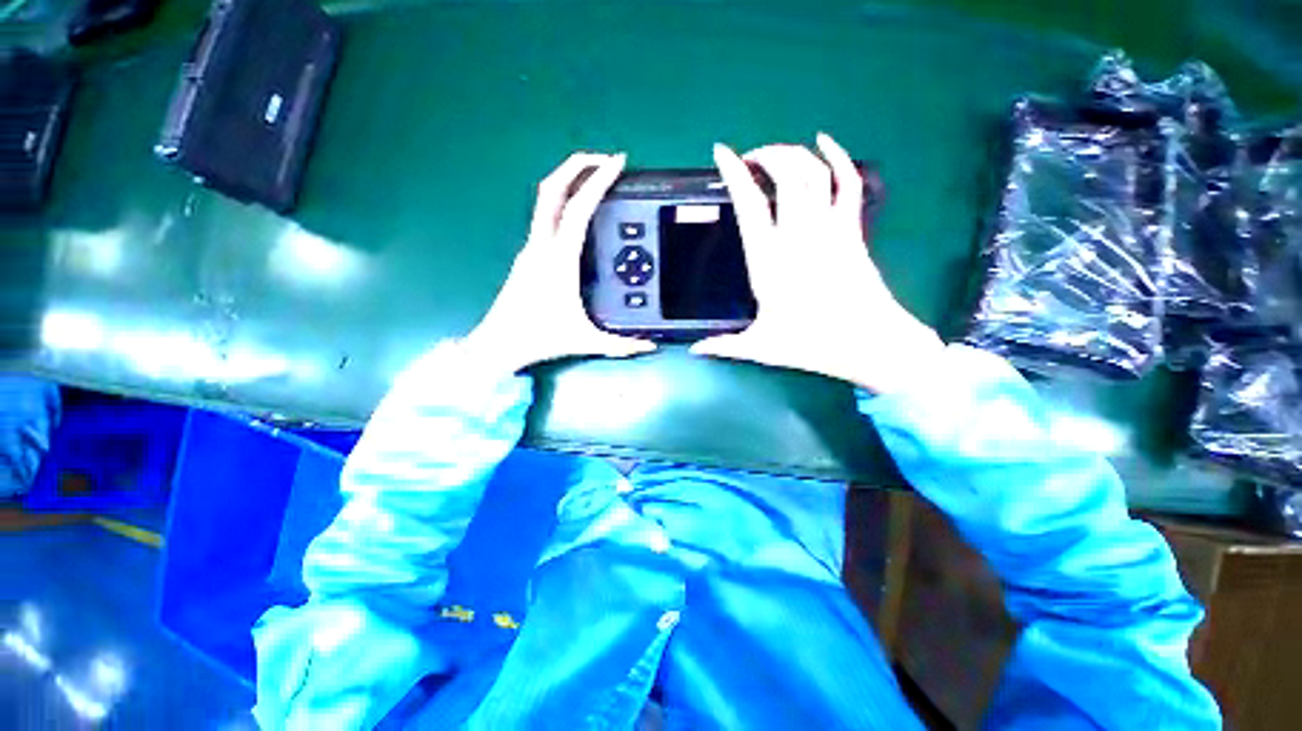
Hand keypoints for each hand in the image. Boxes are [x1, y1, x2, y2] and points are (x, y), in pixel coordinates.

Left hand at [464, 153, 655, 373]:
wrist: (498, 343)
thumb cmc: (541, 338)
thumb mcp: (587, 341)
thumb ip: (622, 345)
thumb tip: (651, 347)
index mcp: (559, 261)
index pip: (579, 209)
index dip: (598, 181)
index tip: (617, 163)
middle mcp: (541, 246)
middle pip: (552, 189)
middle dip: (577, 164)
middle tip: (605, 159)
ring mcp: (531, 248)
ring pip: (546, 200)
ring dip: (569, 181)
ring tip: (596, 179)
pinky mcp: (528, 255)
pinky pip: (546, 218)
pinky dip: (564, 203)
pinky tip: (579, 214)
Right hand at [691, 134, 943, 393]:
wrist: (870, 342)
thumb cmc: (812, 344)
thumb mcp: (761, 346)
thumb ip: (724, 345)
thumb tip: (694, 350)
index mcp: (770, 260)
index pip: (749, 204)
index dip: (734, 173)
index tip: (721, 152)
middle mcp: (799, 235)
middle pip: (786, 174)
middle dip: (766, 154)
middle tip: (749, 159)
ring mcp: (829, 228)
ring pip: (814, 172)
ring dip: (793, 153)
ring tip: (775, 155)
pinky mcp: (852, 230)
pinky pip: (848, 183)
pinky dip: (838, 157)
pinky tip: (825, 142)